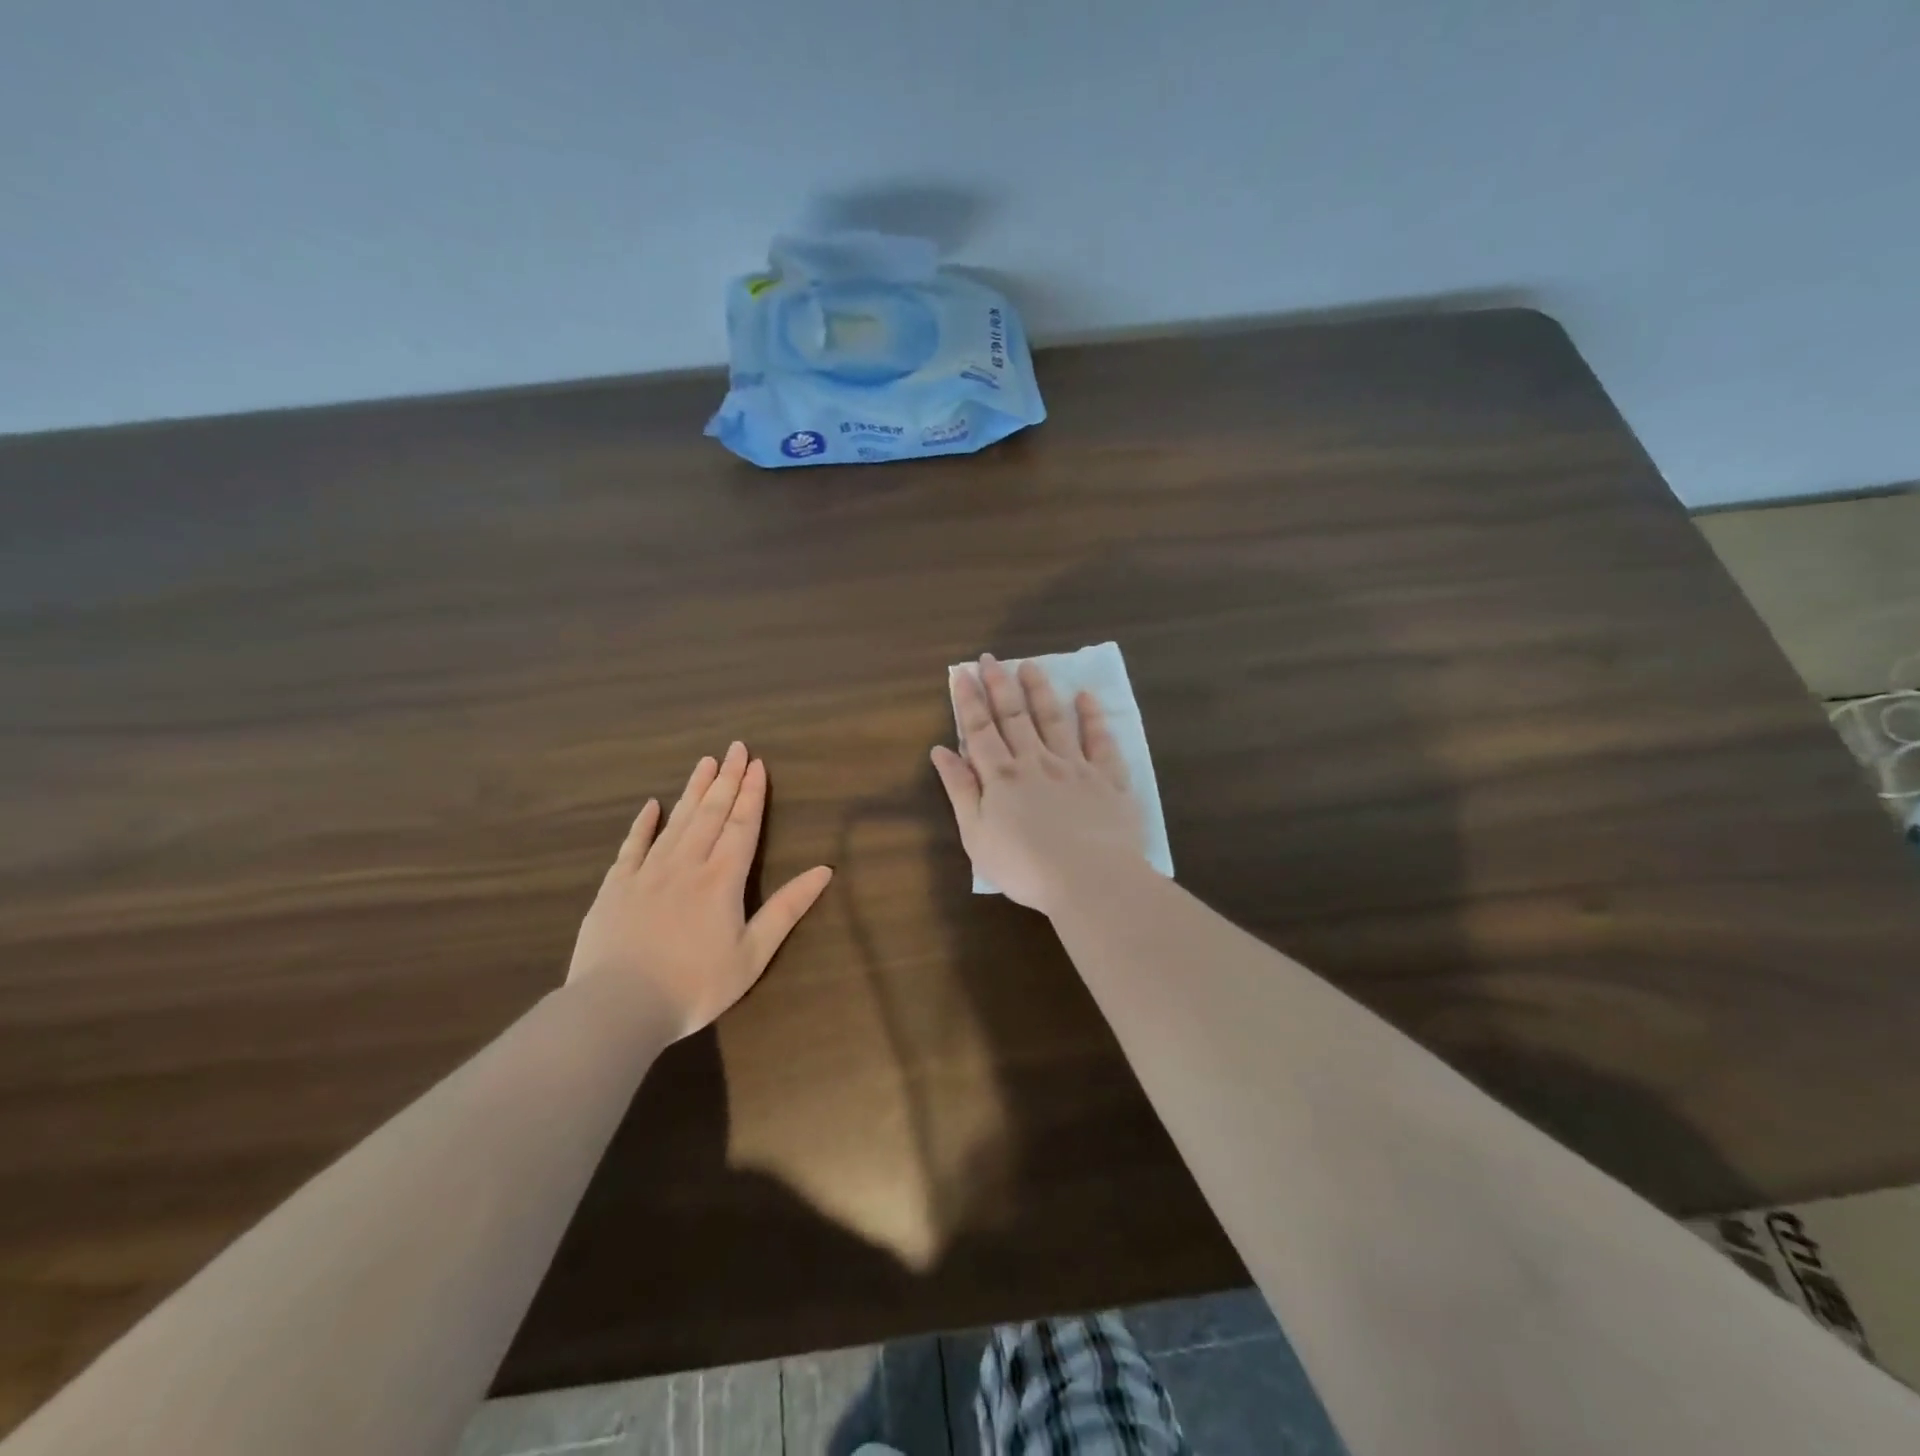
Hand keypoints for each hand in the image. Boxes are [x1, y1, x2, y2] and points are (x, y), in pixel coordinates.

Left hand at [567, 743, 833, 1040]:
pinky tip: (652, 805)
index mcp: (722, 879)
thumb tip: (824, 871)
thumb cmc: (695, 986)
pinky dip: (643, 823)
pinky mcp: (616, 887)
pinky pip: (632, 846)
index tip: (757, 764)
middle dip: (726, 779)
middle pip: (710, 814)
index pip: (742, 825)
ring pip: (676, 821)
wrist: (618, 1007)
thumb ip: (787, 909)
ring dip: (693, 790)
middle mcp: (687, 864)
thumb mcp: (753, 954)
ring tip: (705, 762)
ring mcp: (647, 873)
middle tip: (735, 747)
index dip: (751, 794)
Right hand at [930, 654, 1147, 914]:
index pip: (980, 731)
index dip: (969, 701)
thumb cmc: (1025, 867)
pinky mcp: (1108, 779)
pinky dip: (1092, 717)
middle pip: (1014, 717)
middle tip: (990, 658)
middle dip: (1000, 685)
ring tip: (1030, 666)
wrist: (1090, 880)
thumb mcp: (977, 835)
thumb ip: (960, 790)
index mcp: (1002, 777)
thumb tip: (941, 751)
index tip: (962, 673)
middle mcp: (1036, 762)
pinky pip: (1100, 741)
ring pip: (1053, 720)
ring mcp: (1074, 767)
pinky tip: (1085, 697)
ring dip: (1039, 691)